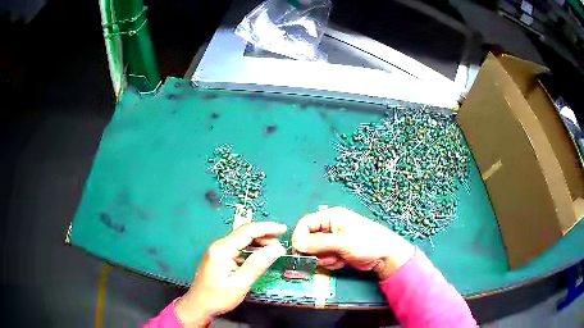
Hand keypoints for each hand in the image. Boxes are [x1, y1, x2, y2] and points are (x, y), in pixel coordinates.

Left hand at [176, 222, 286, 326]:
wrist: (199, 305)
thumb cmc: (219, 297)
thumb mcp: (240, 284)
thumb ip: (257, 265)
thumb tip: (277, 248)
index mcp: (222, 249)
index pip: (247, 231)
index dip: (267, 228)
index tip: (284, 229)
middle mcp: (219, 245)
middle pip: (244, 233)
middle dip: (264, 235)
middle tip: (281, 244)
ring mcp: (218, 250)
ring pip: (241, 239)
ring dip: (258, 241)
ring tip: (274, 249)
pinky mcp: (219, 256)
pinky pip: (237, 247)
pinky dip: (251, 248)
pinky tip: (260, 254)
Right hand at [292, 207, 414, 279]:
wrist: (385, 257)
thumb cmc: (367, 243)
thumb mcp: (342, 242)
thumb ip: (318, 243)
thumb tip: (297, 244)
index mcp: (331, 217)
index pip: (305, 223)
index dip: (299, 237)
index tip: (299, 250)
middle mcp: (329, 227)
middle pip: (308, 240)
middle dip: (316, 251)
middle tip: (327, 256)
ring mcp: (333, 241)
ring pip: (315, 252)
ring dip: (324, 258)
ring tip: (339, 258)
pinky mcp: (336, 252)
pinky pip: (323, 259)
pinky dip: (330, 262)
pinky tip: (342, 261)